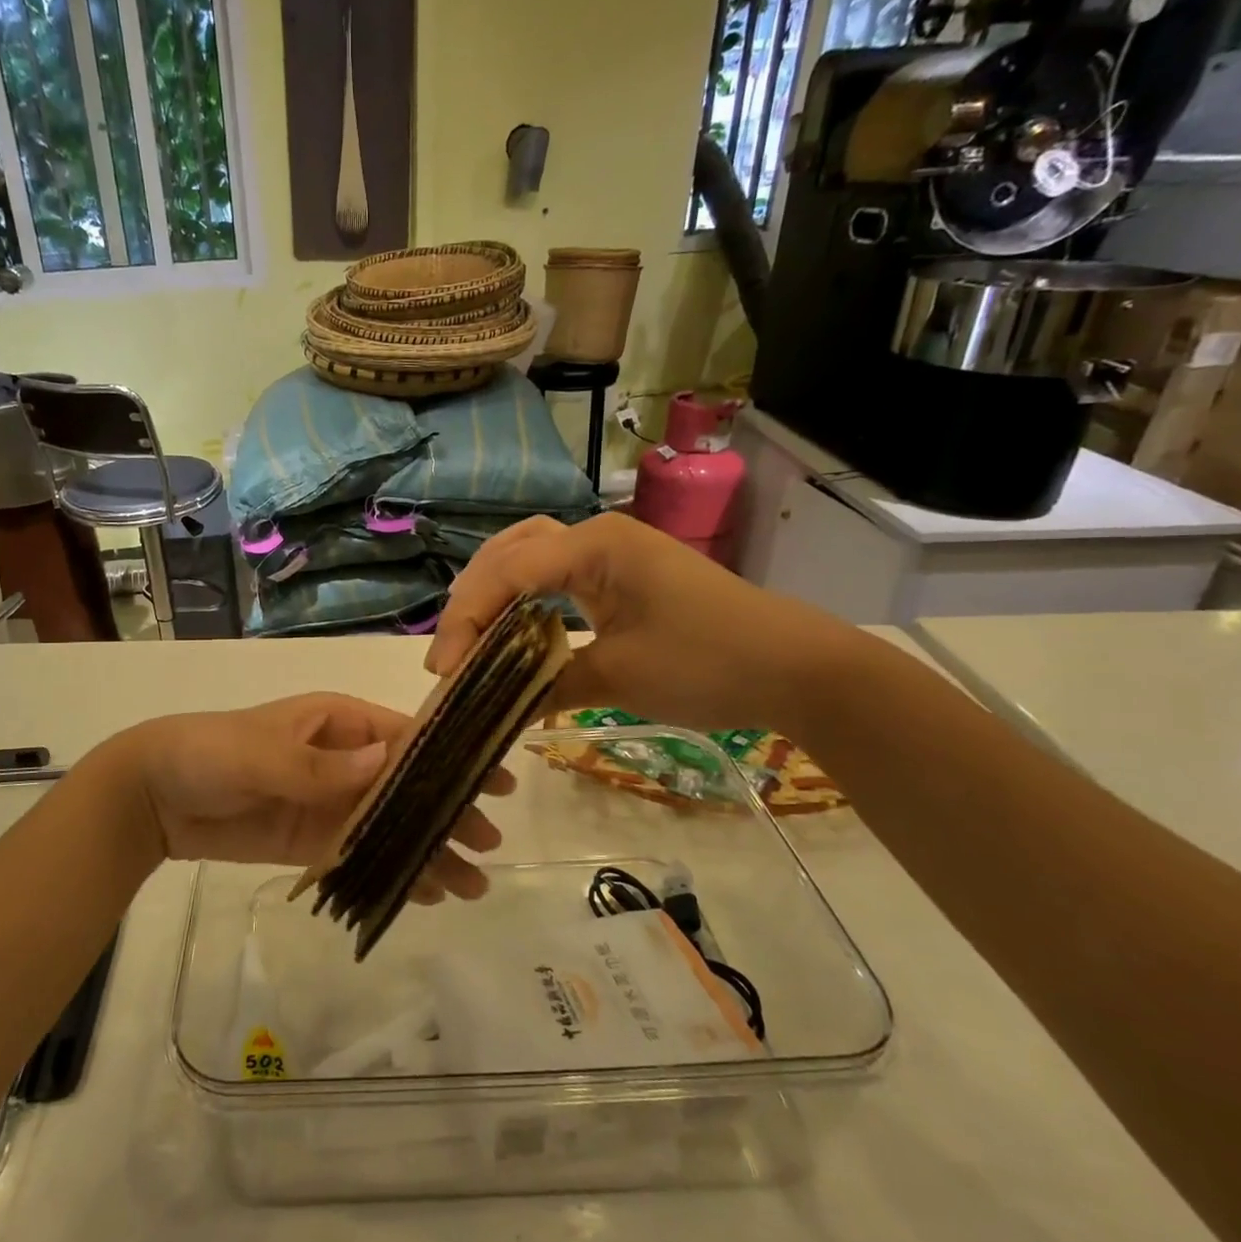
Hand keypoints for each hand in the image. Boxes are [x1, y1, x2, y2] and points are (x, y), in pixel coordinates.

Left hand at [119, 694, 508, 903]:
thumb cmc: (209, 753)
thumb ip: (317, 766)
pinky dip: (392, 870)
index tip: (495, 782)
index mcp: (338, 722)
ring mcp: (330, 802)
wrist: (155, 796)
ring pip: (391, 825)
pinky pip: (362, 853)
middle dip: (448, 812)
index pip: (407, 737)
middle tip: (489, 847)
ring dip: (428, 850)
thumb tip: (386, 763)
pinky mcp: (313, 839)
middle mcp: (344, 759)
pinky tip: (424, 893)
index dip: (452, 757)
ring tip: (470, 886)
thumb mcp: (259, 752)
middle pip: (408, 786)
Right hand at [426, 514, 853, 731]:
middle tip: (450, 654)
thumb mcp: (619, 677)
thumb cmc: (709, 663)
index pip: (506, 572)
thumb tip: (497, 706)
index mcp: (593, 545)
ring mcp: (611, 552)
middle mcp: (595, 535)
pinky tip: (513, 629)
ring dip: (493, 592)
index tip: (444, 672)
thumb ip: (547, 682)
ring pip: (529, 557)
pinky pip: (555, 575)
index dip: (465, 620)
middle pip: (508, 552)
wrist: (797, 668)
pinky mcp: (622, 575)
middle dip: (471, 600)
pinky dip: (524, 599)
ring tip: (470, 636)